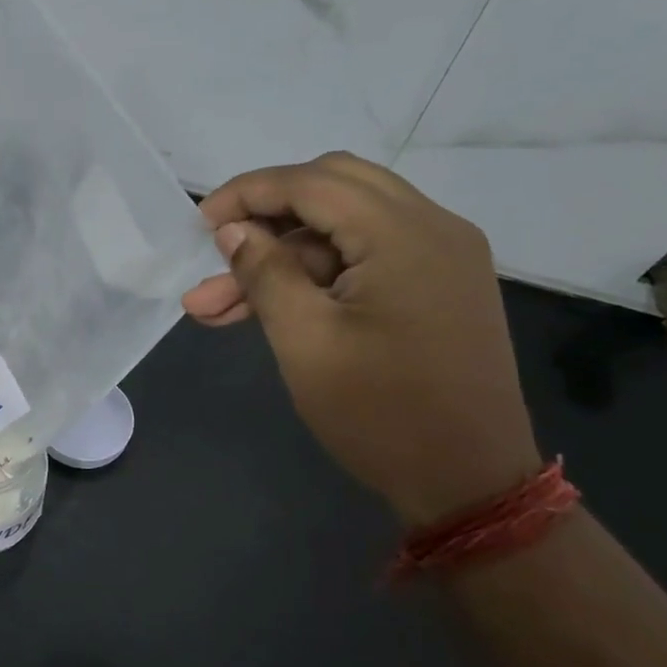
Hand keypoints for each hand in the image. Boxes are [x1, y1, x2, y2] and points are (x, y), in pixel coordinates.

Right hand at [182, 152, 540, 525]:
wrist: (468, 482)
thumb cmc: (380, 414)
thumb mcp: (305, 342)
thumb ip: (266, 274)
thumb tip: (233, 230)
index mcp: (405, 235)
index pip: (313, 183)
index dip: (248, 193)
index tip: (199, 222)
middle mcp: (433, 228)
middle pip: (334, 189)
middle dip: (266, 216)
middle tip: (218, 251)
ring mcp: (441, 257)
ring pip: (344, 229)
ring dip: (283, 257)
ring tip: (217, 305)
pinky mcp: (437, 287)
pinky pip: (366, 257)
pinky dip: (316, 275)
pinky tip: (268, 308)